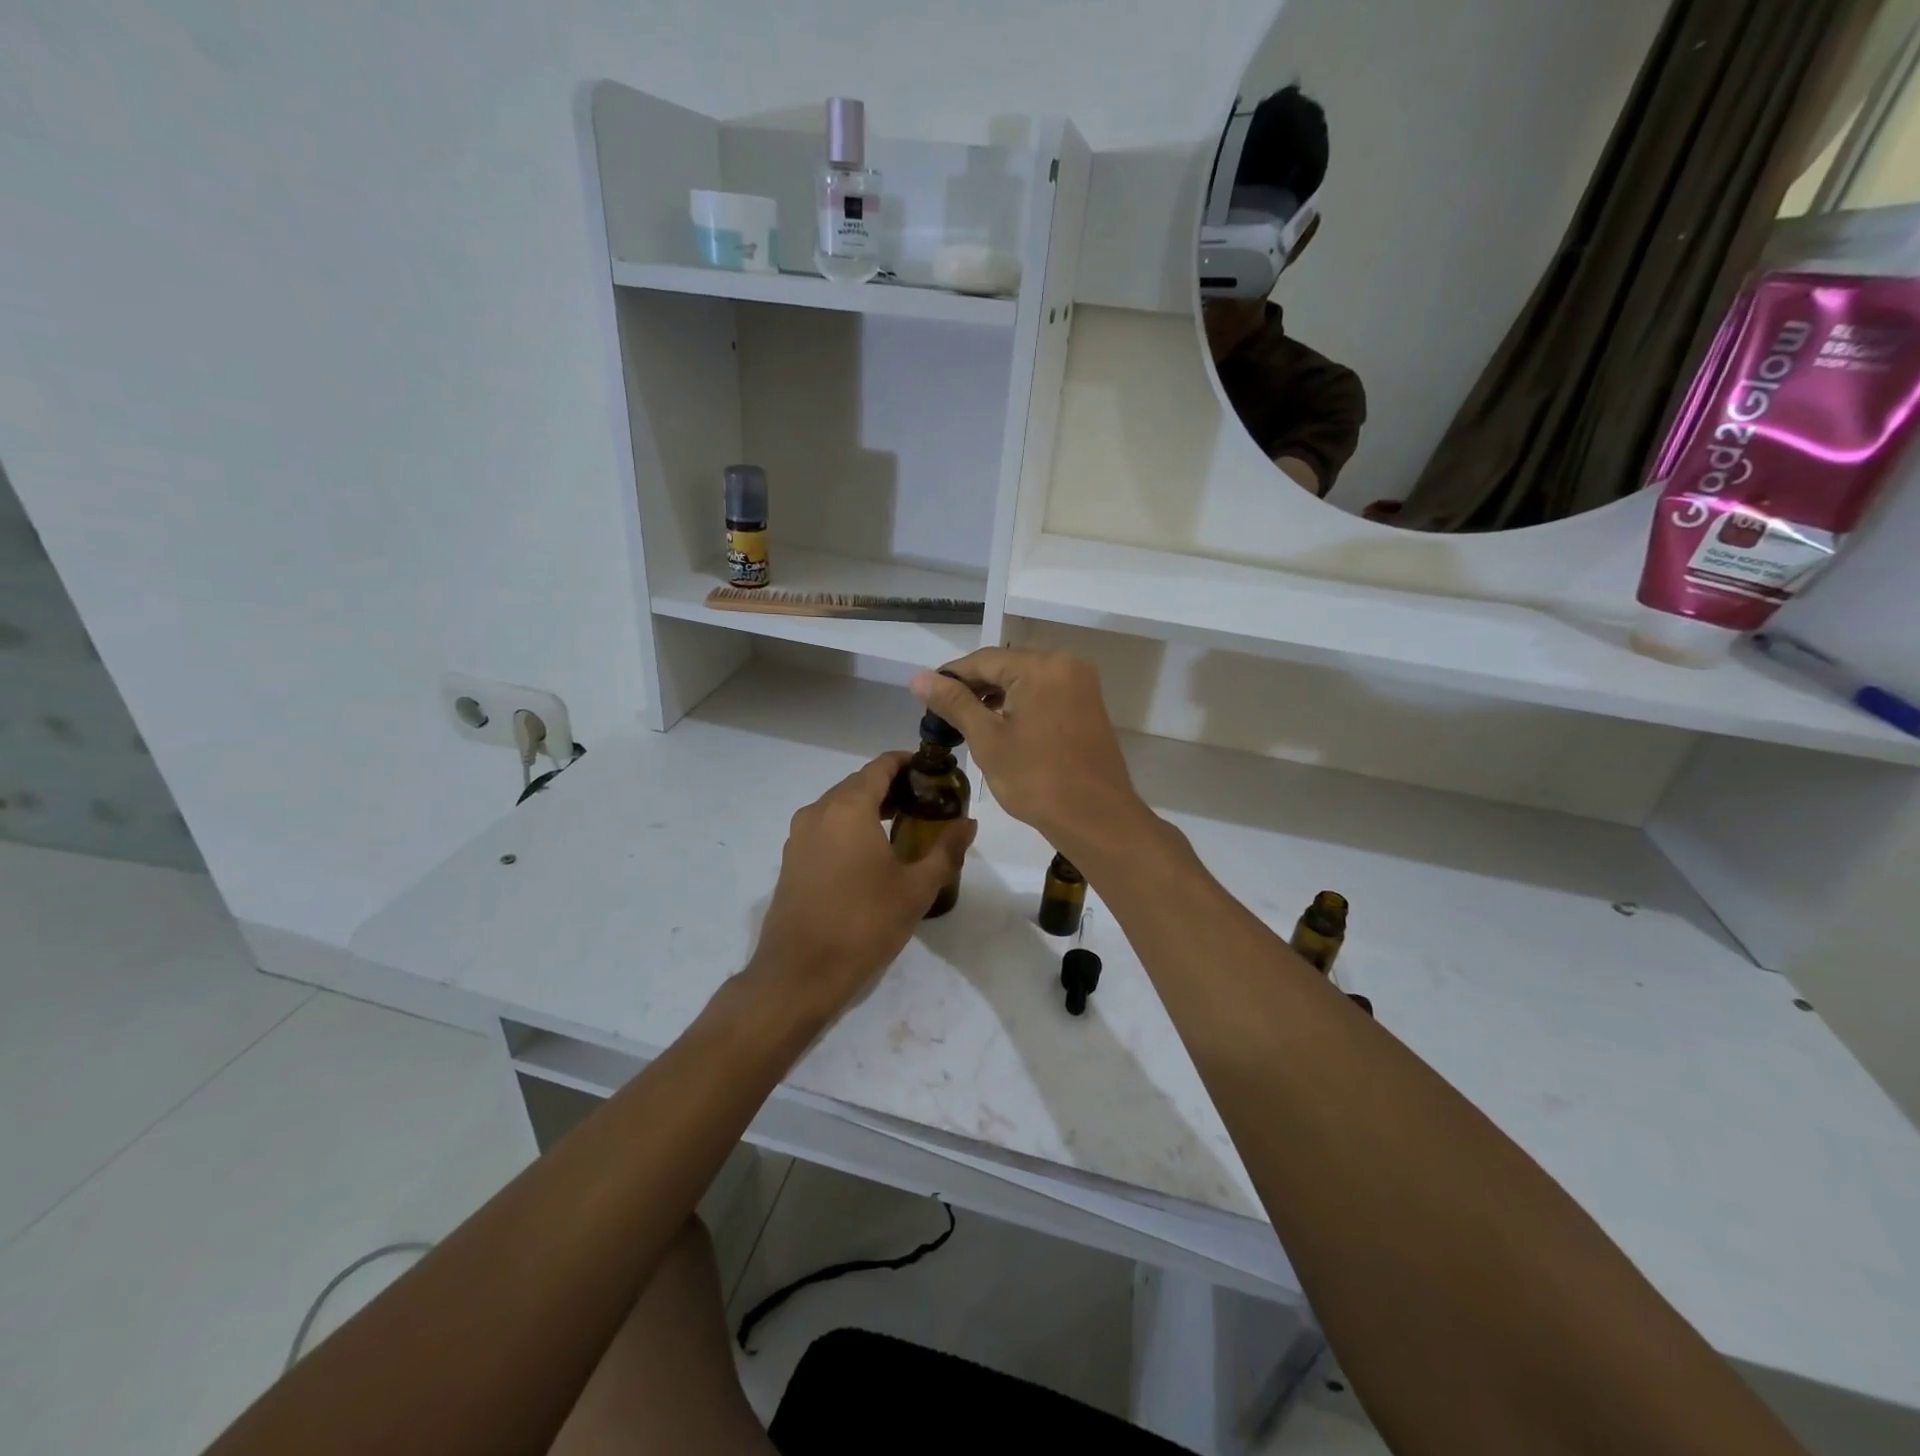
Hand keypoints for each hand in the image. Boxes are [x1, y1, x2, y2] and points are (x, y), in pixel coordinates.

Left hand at [749, 752, 975, 1020]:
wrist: (800, 974)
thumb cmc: (864, 924)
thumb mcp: (916, 889)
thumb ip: (946, 850)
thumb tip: (969, 823)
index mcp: (848, 808)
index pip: (881, 766)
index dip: (908, 763)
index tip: (934, 774)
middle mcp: (818, 811)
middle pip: (859, 783)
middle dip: (893, 787)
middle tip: (927, 803)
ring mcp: (799, 836)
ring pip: (840, 806)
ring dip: (870, 808)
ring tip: (904, 826)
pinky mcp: (791, 860)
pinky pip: (825, 828)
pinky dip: (850, 827)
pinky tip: (871, 854)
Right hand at [911, 649, 1150, 863]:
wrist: (1095, 818)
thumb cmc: (1037, 779)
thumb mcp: (988, 739)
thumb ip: (954, 703)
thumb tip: (919, 678)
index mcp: (1042, 666)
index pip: (984, 659)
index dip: (951, 676)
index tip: (925, 696)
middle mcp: (1066, 664)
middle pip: (1007, 666)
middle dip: (974, 686)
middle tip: (943, 713)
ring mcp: (1082, 685)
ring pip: (1026, 680)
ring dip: (996, 696)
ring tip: (966, 721)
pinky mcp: (1088, 705)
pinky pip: (1045, 693)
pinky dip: (1020, 704)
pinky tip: (1000, 725)